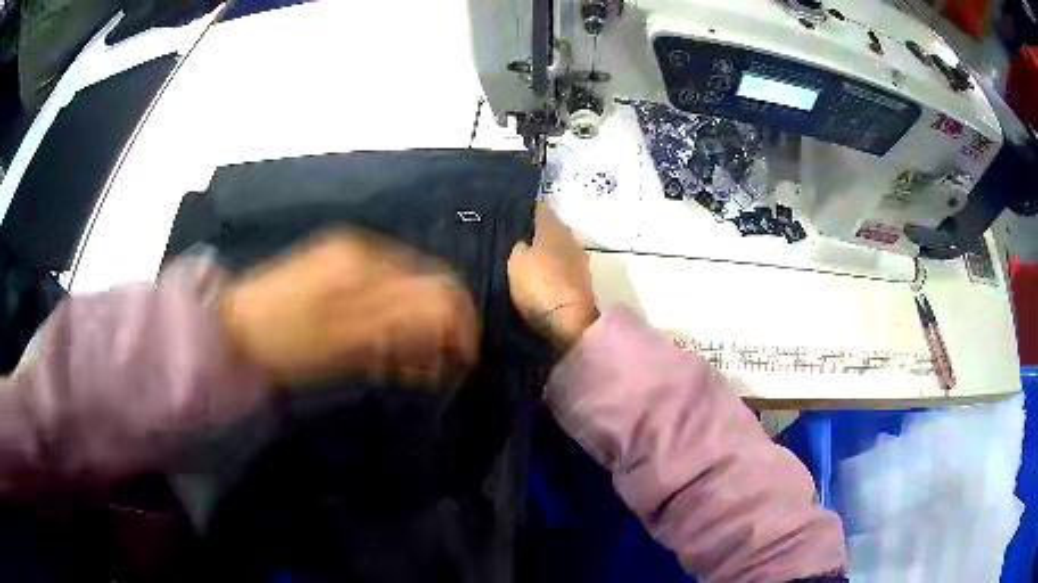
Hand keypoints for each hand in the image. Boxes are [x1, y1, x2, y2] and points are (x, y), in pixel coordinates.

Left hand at [219, 231, 478, 385]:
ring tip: (400, 366)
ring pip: (408, 289)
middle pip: (427, 284)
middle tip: (426, 371)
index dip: (459, 326)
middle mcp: (365, 250)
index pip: (440, 286)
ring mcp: (349, 255)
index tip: (458, 364)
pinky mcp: (336, 266)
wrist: (230, 327)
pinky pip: (384, 290)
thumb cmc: (283, 341)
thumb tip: (451, 325)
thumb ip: (400, 327)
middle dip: (438, 328)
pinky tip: (379, 346)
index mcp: (367, 264)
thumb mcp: (343, 342)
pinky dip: (392, 320)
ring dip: (415, 328)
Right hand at [508, 202, 598, 349]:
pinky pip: (563, 266)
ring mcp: (580, 260)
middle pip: (551, 228)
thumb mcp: (515, 260)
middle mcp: (570, 237)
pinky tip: (541, 275)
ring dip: (546, 251)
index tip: (511, 213)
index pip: (539, 208)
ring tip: (527, 259)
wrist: (569, 322)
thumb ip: (518, 245)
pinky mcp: (582, 281)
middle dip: (536, 232)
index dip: (525, 209)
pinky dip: (553, 268)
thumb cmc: (539, 284)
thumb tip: (524, 240)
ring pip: (559, 247)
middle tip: (516, 238)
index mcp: (553, 226)